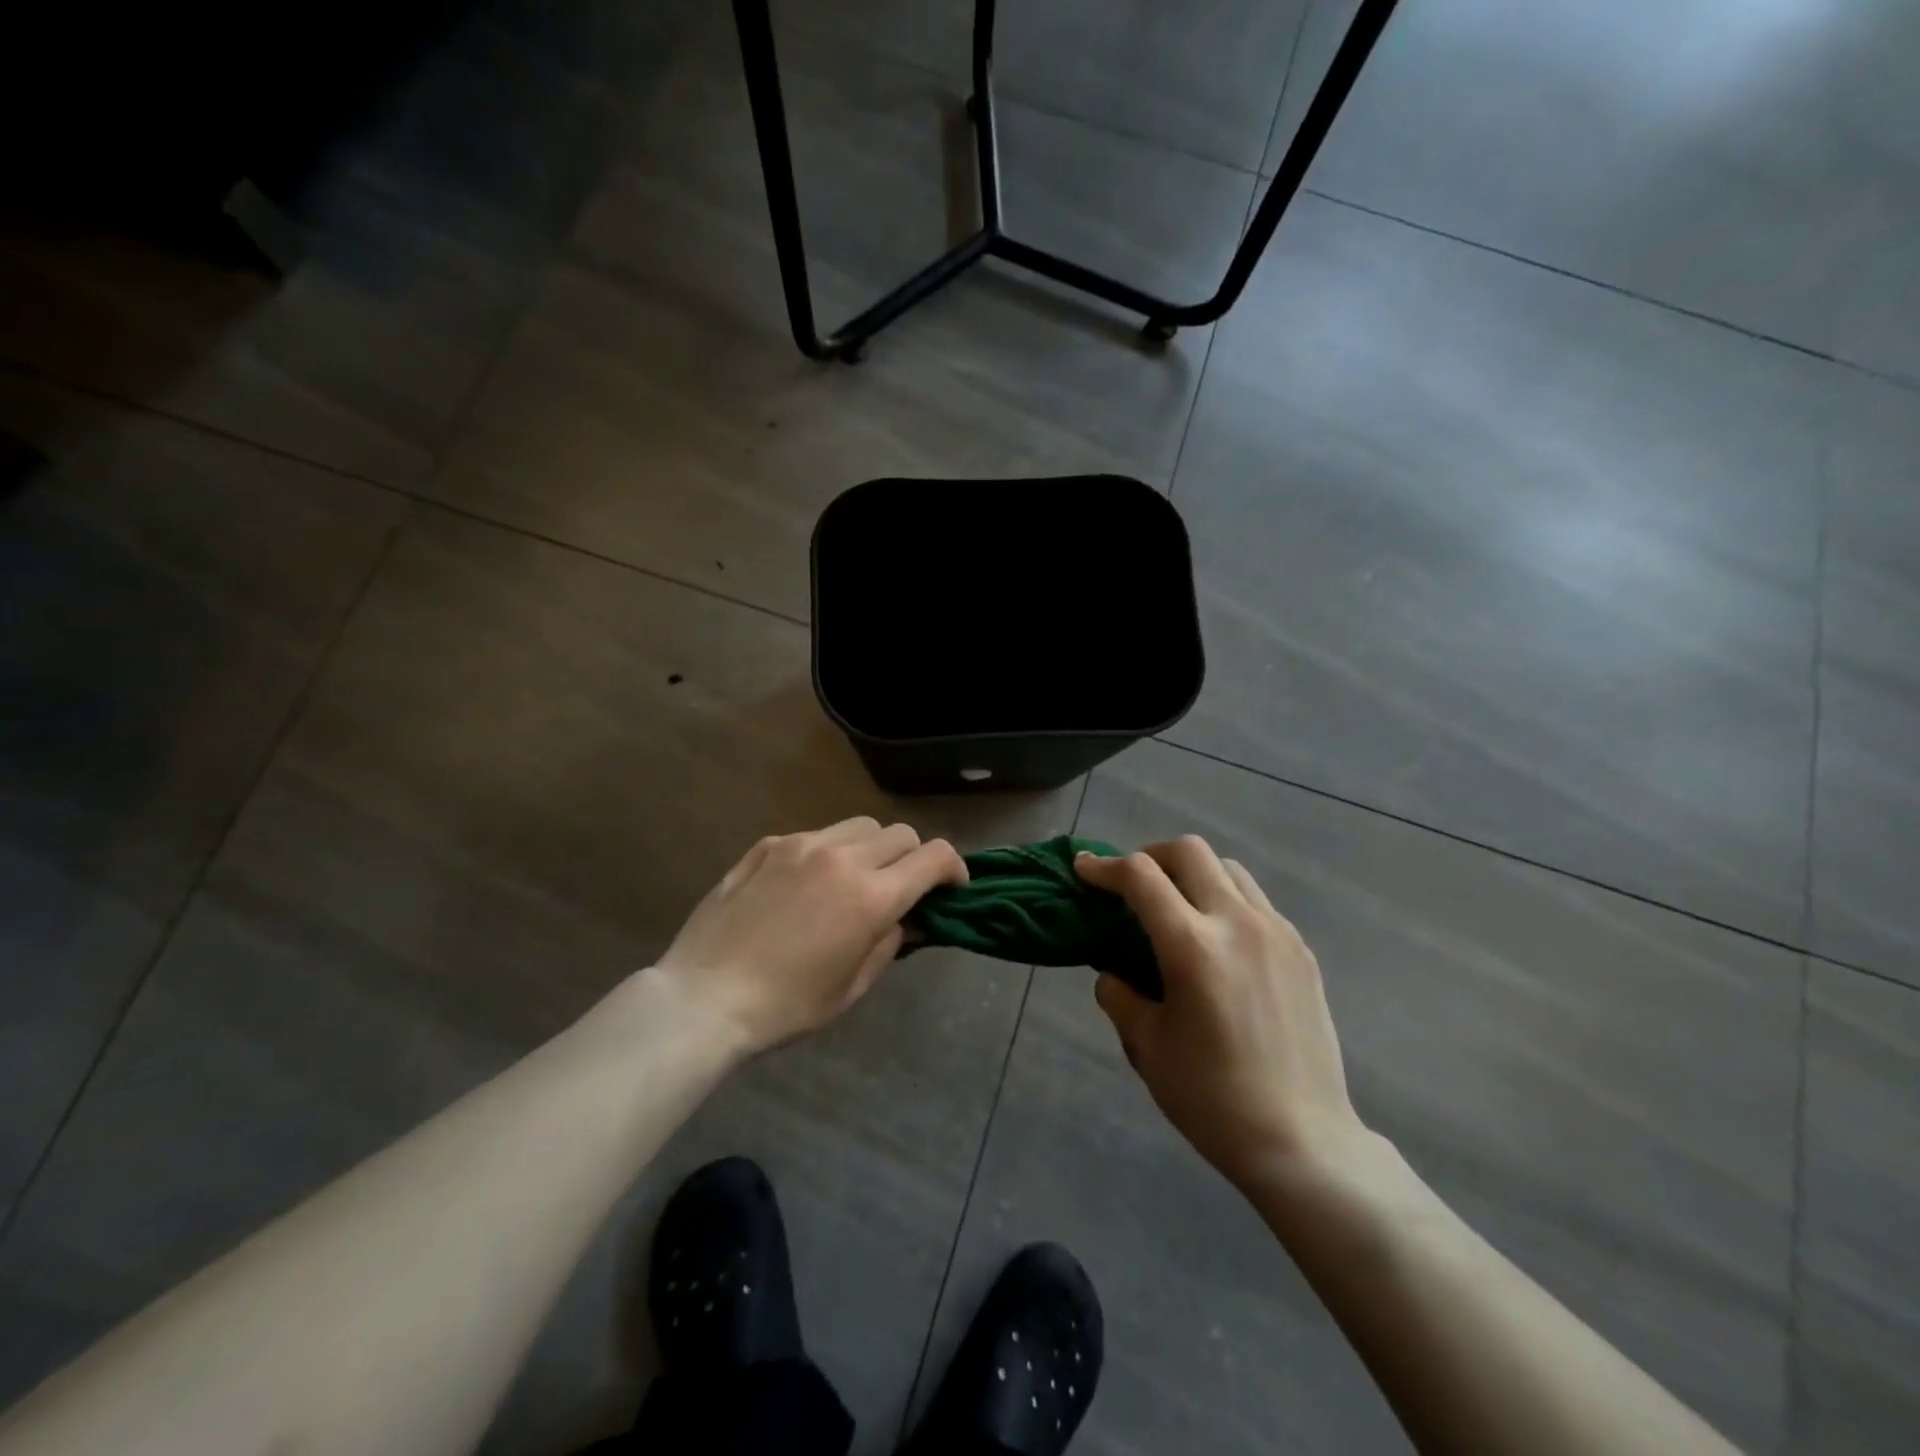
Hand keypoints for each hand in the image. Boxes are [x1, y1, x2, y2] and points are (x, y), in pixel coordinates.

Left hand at [653, 817, 966, 1053]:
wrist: (705, 997)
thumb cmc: (786, 1006)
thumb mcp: (852, 986)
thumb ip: (890, 943)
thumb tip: (906, 918)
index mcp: (871, 896)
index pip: (933, 857)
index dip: (953, 868)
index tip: (952, 888)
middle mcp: (842, 857)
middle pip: (900, 833)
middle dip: (913, 858)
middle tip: (902, 888)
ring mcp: (802, 845)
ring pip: (860, 826)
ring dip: (873, 848)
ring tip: (855, 880)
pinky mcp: (769, 845)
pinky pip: (816, 836)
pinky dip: (828, 852)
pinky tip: (807, 884)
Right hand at [1076, 837, 1368, 1193]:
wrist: (1303, 1142)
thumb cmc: (1213, 1099)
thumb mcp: (1147, 1047)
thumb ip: (1120, 996)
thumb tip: (1112, 972)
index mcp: (1193, 947)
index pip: (1141, 877)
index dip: (1104, 867)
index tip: (1084, 869)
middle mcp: (1238, 924)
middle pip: (1189, 851)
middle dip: (1150, 856)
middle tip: (1131, 884)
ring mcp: (1277, 933)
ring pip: (1227, 868)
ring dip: (1192, 873)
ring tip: (1176, 907)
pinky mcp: (1301, 951)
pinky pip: (1256, 900)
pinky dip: (1225, 899)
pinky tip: (1217, 941)